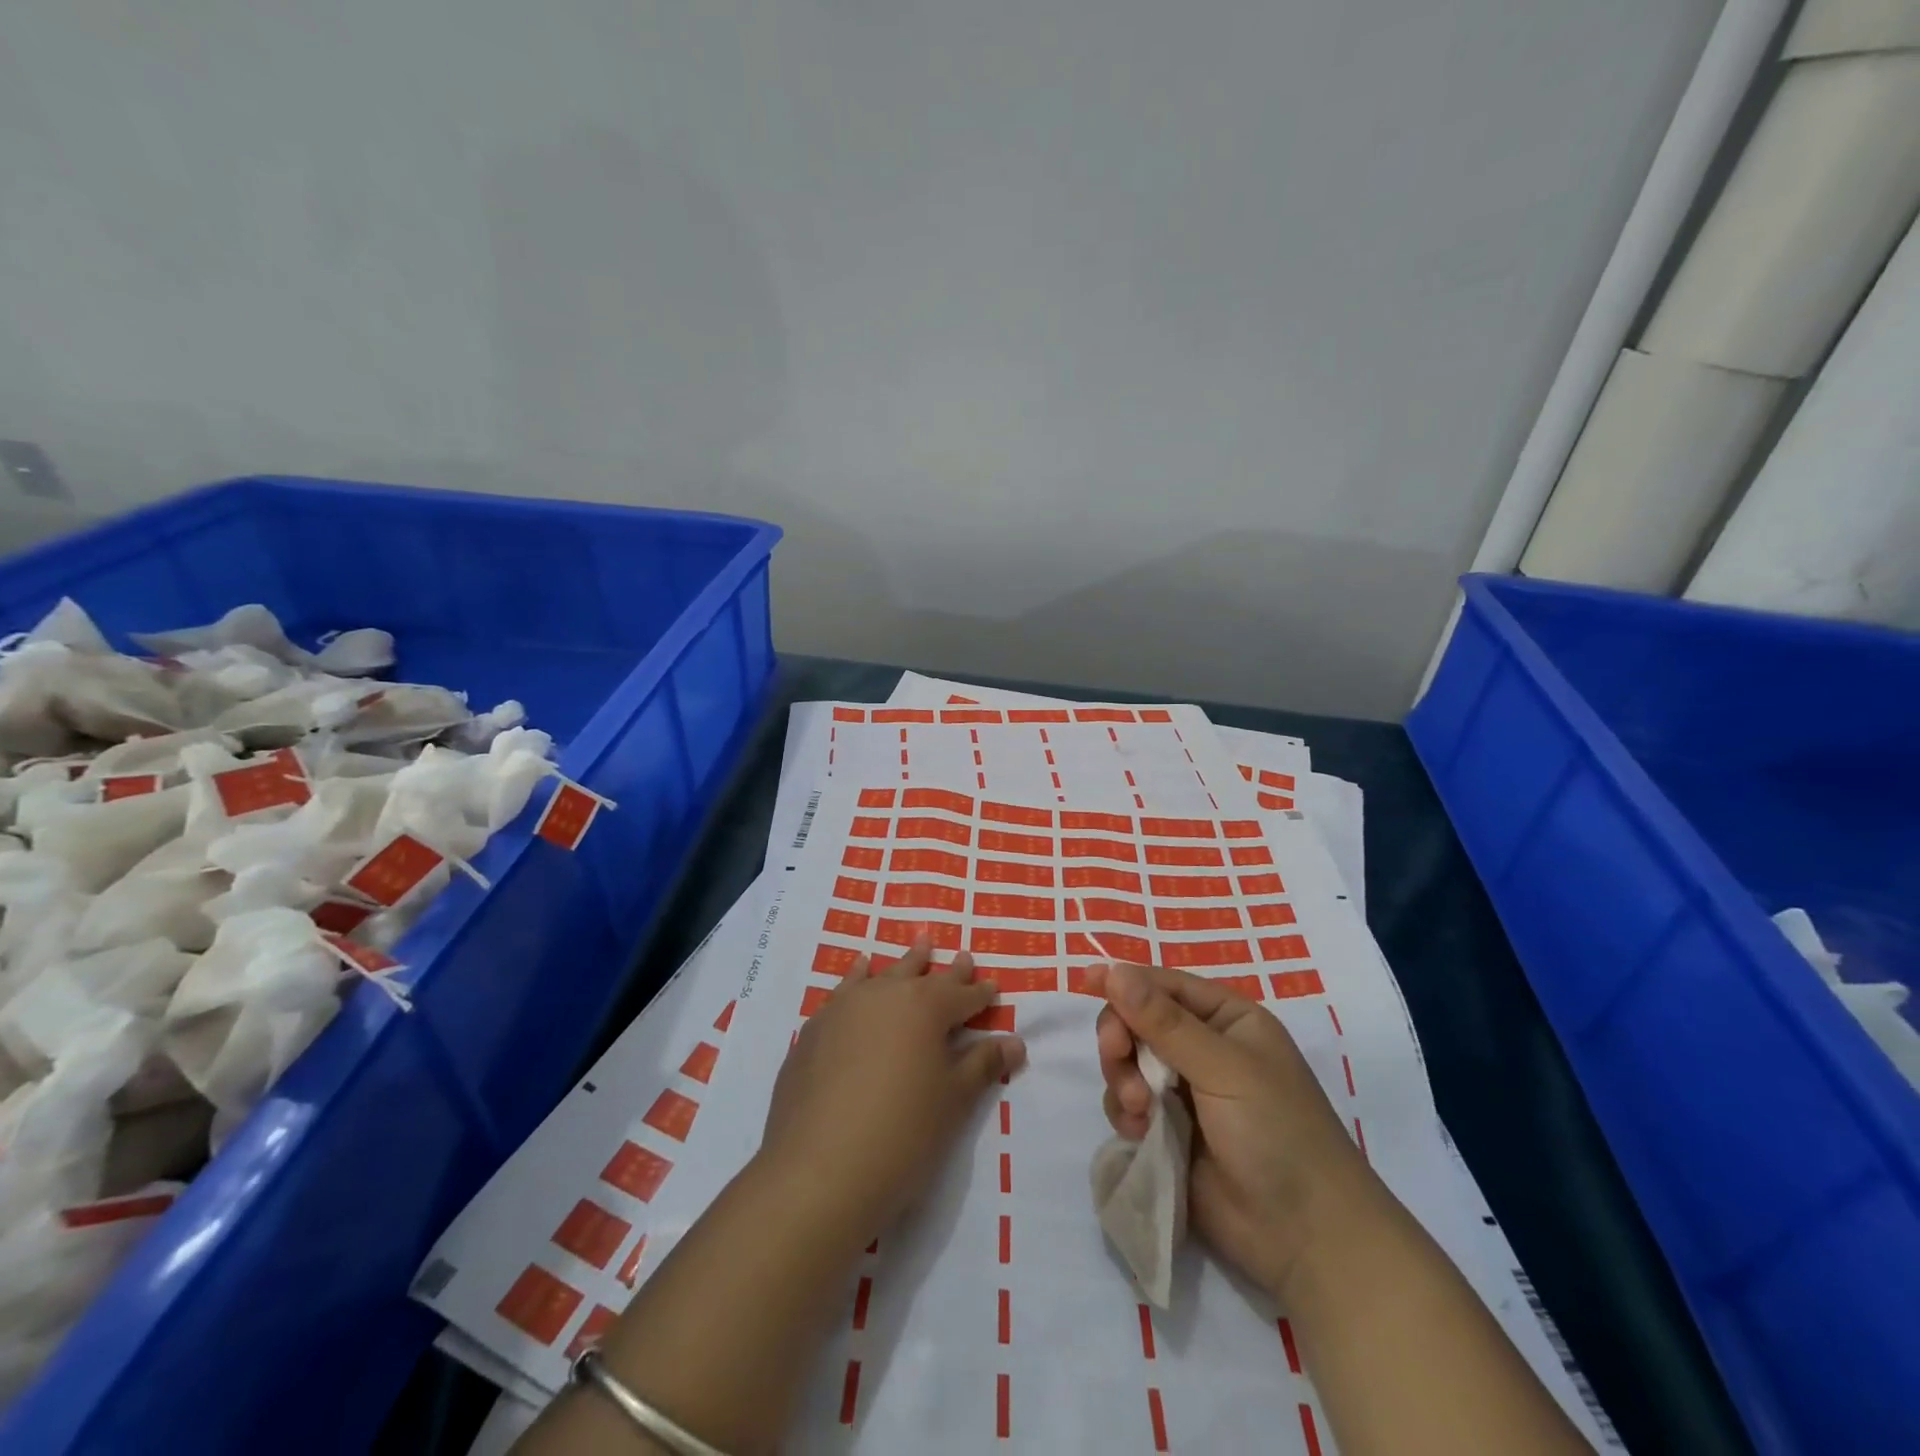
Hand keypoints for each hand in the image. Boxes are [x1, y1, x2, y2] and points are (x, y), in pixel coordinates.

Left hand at [758, 937, 1026, 1245]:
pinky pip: (845, 991)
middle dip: (946, 970)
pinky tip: (861, 971)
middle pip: (922, 976)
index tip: (993, 986)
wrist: (818, 1169)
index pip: (961, 995)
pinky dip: (858, 977)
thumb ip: (982, 1065)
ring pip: (883, 975)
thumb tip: (1014, 1041)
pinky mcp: (815, 1030)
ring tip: (919, 944)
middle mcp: (885, 995)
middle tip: (962, 956)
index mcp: (925, 1008)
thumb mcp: (953, 1101)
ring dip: (904, 964)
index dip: (980, 994)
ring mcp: (845, 1009)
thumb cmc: (902, 1133)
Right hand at [1093, 961, 1380, 1300]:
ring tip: (1142, 1111)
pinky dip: (1127, 1114)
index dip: (1126, 982)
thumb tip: (1114, 970)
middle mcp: (1203, 1049)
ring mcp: (1184, 1093)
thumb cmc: (1278, 1134)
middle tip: (1116, 1056)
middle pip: (1137, 1022)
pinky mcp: (1168, 1132)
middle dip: (1122, 1039)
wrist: (1306, 1240)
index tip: (1087, 981)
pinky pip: (1127, 1105)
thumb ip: (1164, 1022)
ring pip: (1127, 1064)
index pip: (1165, 986)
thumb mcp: (1224, 1068)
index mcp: (1227, 1020)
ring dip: (1123, 1081)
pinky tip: (1144, 1134)